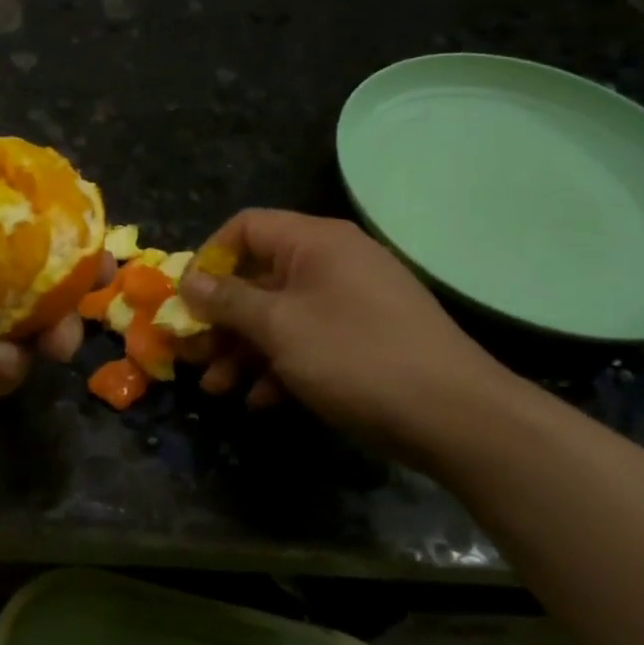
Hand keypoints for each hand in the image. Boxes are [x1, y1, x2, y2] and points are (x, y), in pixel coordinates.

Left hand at [0, 105, 88, 462]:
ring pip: (33, 325)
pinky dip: (18, 363)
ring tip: (63, 332)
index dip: (49, 214)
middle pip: (33, 274)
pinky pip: (9, 371)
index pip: (9, 220)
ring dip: (60, 324)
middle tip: (100, 272)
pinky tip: (9, 356)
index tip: (81, 211)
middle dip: (73, 274)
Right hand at [178, 209, 520, 459]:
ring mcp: (351, 302)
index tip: (187, 300)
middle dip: (221, 319)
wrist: (457, 417)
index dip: (209, 258)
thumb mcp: (279, 327)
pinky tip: (261, 402)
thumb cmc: (355, 357)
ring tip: (219, 389)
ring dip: (243, 350)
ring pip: (280, 315)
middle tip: (194, 354)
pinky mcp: (365, 339)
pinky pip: (309, 341)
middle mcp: (333, 262)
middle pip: (258, 277)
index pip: (246, 227)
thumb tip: (188, 280)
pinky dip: (280, 366)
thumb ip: (228, 301)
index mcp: (314, 242)